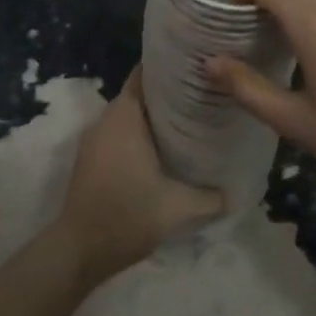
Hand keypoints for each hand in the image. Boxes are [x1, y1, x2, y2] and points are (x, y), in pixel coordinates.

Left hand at [54, 68, 224, 281]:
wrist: (79, 251)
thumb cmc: (127, 216)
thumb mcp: (178, 208)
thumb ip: (211, 197)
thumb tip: (237, 191)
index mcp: (124, 116)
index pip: (146, 72)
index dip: (171, 64)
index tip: (198, 65)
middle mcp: (107, 118)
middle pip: (141, 91)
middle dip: (170, 90)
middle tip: (205, 93)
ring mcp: (96, 138)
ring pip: (130, 112)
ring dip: (156, 113)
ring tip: (192, 117)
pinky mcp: (92, 157)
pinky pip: (121, 130)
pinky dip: (141, 131)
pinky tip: (166, 146)